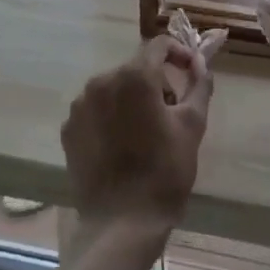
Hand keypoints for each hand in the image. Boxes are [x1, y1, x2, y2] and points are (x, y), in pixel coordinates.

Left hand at [60, 37, 212, 250]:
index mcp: (134, 76)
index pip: (158, 46)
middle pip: (135, 68)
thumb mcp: (192, 125)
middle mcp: (101, 81)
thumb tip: (200, 64)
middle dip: (157, 82)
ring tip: (147, 132)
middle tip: (173, 111)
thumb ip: (199, 85)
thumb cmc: (164, 172)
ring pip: (114, 88)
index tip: (190, 71)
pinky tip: (122, 145)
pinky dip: (111, 117)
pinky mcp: (69, 129)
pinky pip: (95, 110)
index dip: (178, 52)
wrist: (122, 224)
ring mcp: (80, 105)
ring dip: (132, 99)